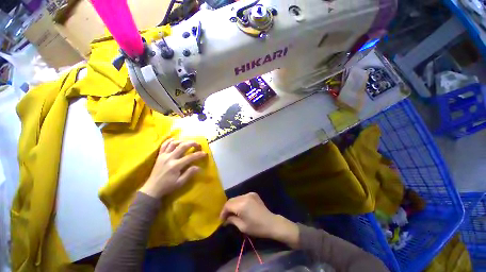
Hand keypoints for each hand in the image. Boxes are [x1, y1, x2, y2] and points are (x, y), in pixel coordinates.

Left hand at [139, 138, 206, 197]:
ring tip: (188, 143)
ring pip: (173, 143)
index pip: (190, 157)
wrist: (152, 189)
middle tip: (198, 144)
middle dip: (192, 143)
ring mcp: (163, 156)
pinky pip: (164, 145)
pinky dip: (169, 141)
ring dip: (182, 141)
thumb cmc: (168, 186)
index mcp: (175, 166)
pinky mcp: (159, 155)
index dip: (199, 154)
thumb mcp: (180, 182)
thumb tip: (199, 167)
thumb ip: (189, 173)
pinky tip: (174, 140)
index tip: (205, 153)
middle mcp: (169, 158)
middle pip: (182, 146)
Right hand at [220, 193, 299, 247]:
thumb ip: (232, 220)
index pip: (227, 205)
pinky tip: (240, 208)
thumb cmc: (256, 227)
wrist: (271, 222)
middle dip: (227, 208)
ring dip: (233, 204)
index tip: (221, 219)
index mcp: (241, 205)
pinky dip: (239, 201)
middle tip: (225, 216)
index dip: (223, 212)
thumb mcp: (242, 227)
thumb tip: (225, 219)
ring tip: (232, 212)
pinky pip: (242, 196)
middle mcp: (244, 197)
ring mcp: (249, 194)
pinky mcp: (253, 194)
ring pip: (236, 198)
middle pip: (231, 200)